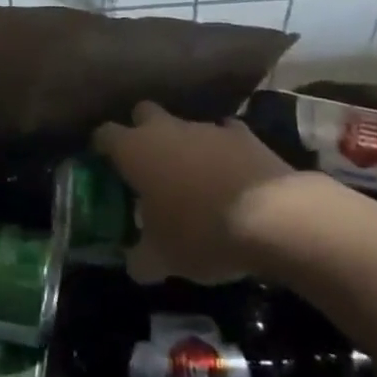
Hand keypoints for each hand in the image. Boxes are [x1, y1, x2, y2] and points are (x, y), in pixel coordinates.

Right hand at [93, 102, 304, 284]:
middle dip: (142, 130)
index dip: (101, 147)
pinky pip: (226, 135)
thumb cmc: (201, 233)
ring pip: (186, 125)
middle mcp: (166, 129)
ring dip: (185, 144)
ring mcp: (207, 128)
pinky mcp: (246, 135)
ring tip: (195, 178)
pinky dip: (224, 150)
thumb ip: (140, 258)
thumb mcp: (163, 259)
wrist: (275, 216)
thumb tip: (134, 264)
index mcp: (134, 151)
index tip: (104, 163)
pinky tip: (232, 174)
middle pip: (143, 112)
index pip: (104, 134)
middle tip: (148, 163)